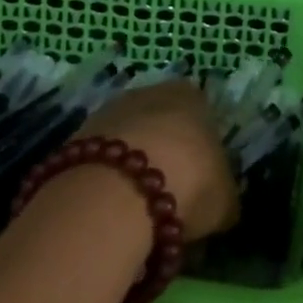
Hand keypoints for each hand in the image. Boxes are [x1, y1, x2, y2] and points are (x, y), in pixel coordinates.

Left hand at [82, 80, 239, 241]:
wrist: (117, 191)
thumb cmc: (188, 181)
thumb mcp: (225, 199)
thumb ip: (225, 196)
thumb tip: (222, 206)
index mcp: (192, 95)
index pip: (202, 114)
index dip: (201, 149)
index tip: (200, 182)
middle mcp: (151, 91)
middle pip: (162, 124)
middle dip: (164, 155)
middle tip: (169, 197)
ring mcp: (110, 111)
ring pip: (129, 141)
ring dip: (132, 168)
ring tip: (137, 211)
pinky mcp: (77, 136)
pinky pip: (101, 160)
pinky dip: (107, 181)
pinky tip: (111, 210)